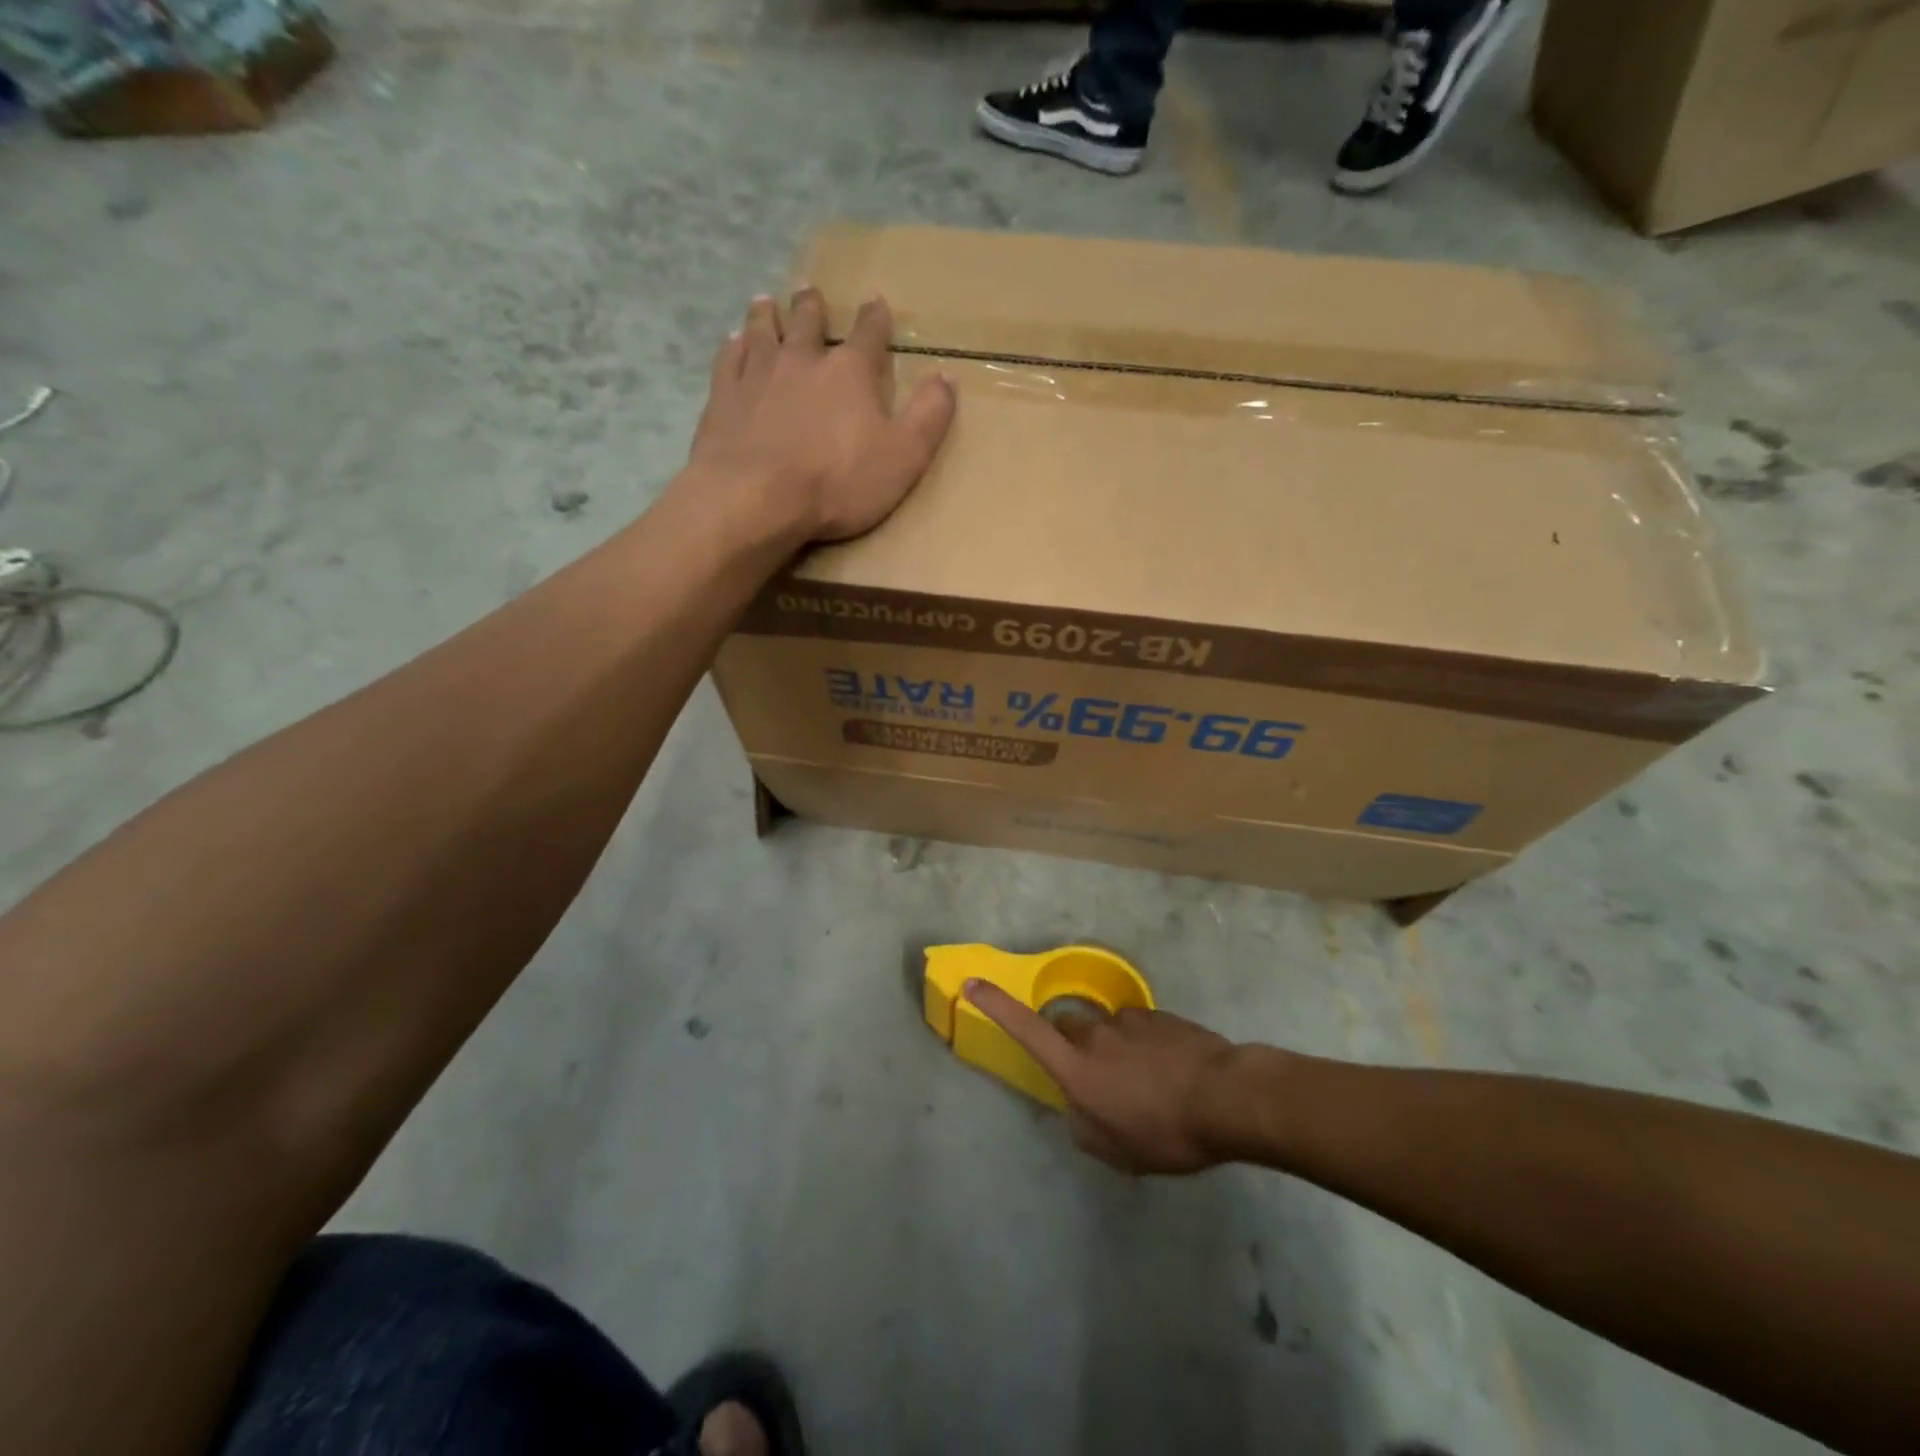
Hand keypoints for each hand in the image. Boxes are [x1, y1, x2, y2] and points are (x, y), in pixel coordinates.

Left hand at [686, 289, 956, 543]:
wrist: (756, 498)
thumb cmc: (837, 482)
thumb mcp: (904, 456)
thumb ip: (929, 416)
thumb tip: (948, 377)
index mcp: (850, 372)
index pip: (868, 335)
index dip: (875, 318)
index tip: (876, 302)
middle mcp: (802, 360)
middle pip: (808, 322)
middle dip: (813, 307)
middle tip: (810, 292)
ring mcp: (758, 375)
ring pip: (763, 332)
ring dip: (768, 316)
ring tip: (767, 303)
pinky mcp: (724, 397)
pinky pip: (729, 360)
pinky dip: (733, 347)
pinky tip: (733, 342)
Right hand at [963, 980, 1239, 1174]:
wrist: (1226, 1097)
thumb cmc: (1165, 1131)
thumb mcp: (1118, 1152)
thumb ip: (1085, 1128)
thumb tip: (1078, 1109)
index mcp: (1076, 1068)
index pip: (1026, 1030)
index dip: (996, 1006)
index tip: (972, 984)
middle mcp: (1095, 1035)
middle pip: (1068, 1027)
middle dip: (1073, 1046)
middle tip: (1100, 1080)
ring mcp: (1128, 1021)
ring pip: (1107, 1029)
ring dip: (1116, 1049)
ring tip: (1148, 1083)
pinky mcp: (1158, 1016)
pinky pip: (1139, 1028)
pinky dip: (1145, 1046)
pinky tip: (1171, 1071)